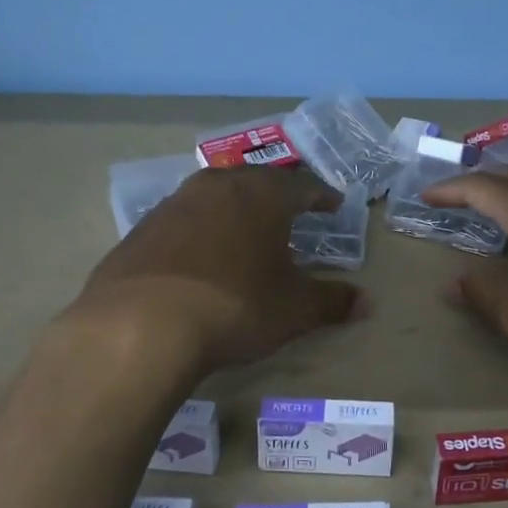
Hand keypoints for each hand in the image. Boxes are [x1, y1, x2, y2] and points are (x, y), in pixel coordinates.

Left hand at [66, 167, 362, 371]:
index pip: (302, 184)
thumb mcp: (293, 309)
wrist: (139, 325)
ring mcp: (173, 204)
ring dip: (234, 211)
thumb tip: (367, 303)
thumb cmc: (234, 306)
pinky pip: (182, 221)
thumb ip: (332, 302)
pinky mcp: (140, 230)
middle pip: (255, 181)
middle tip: (291, 213)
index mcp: (261, 195)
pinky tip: (199, 258)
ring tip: (245, 233)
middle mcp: (217, 186)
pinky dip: (199, 232)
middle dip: (277, 196)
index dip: (322, 195)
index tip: (333, 205)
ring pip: (214, 197)